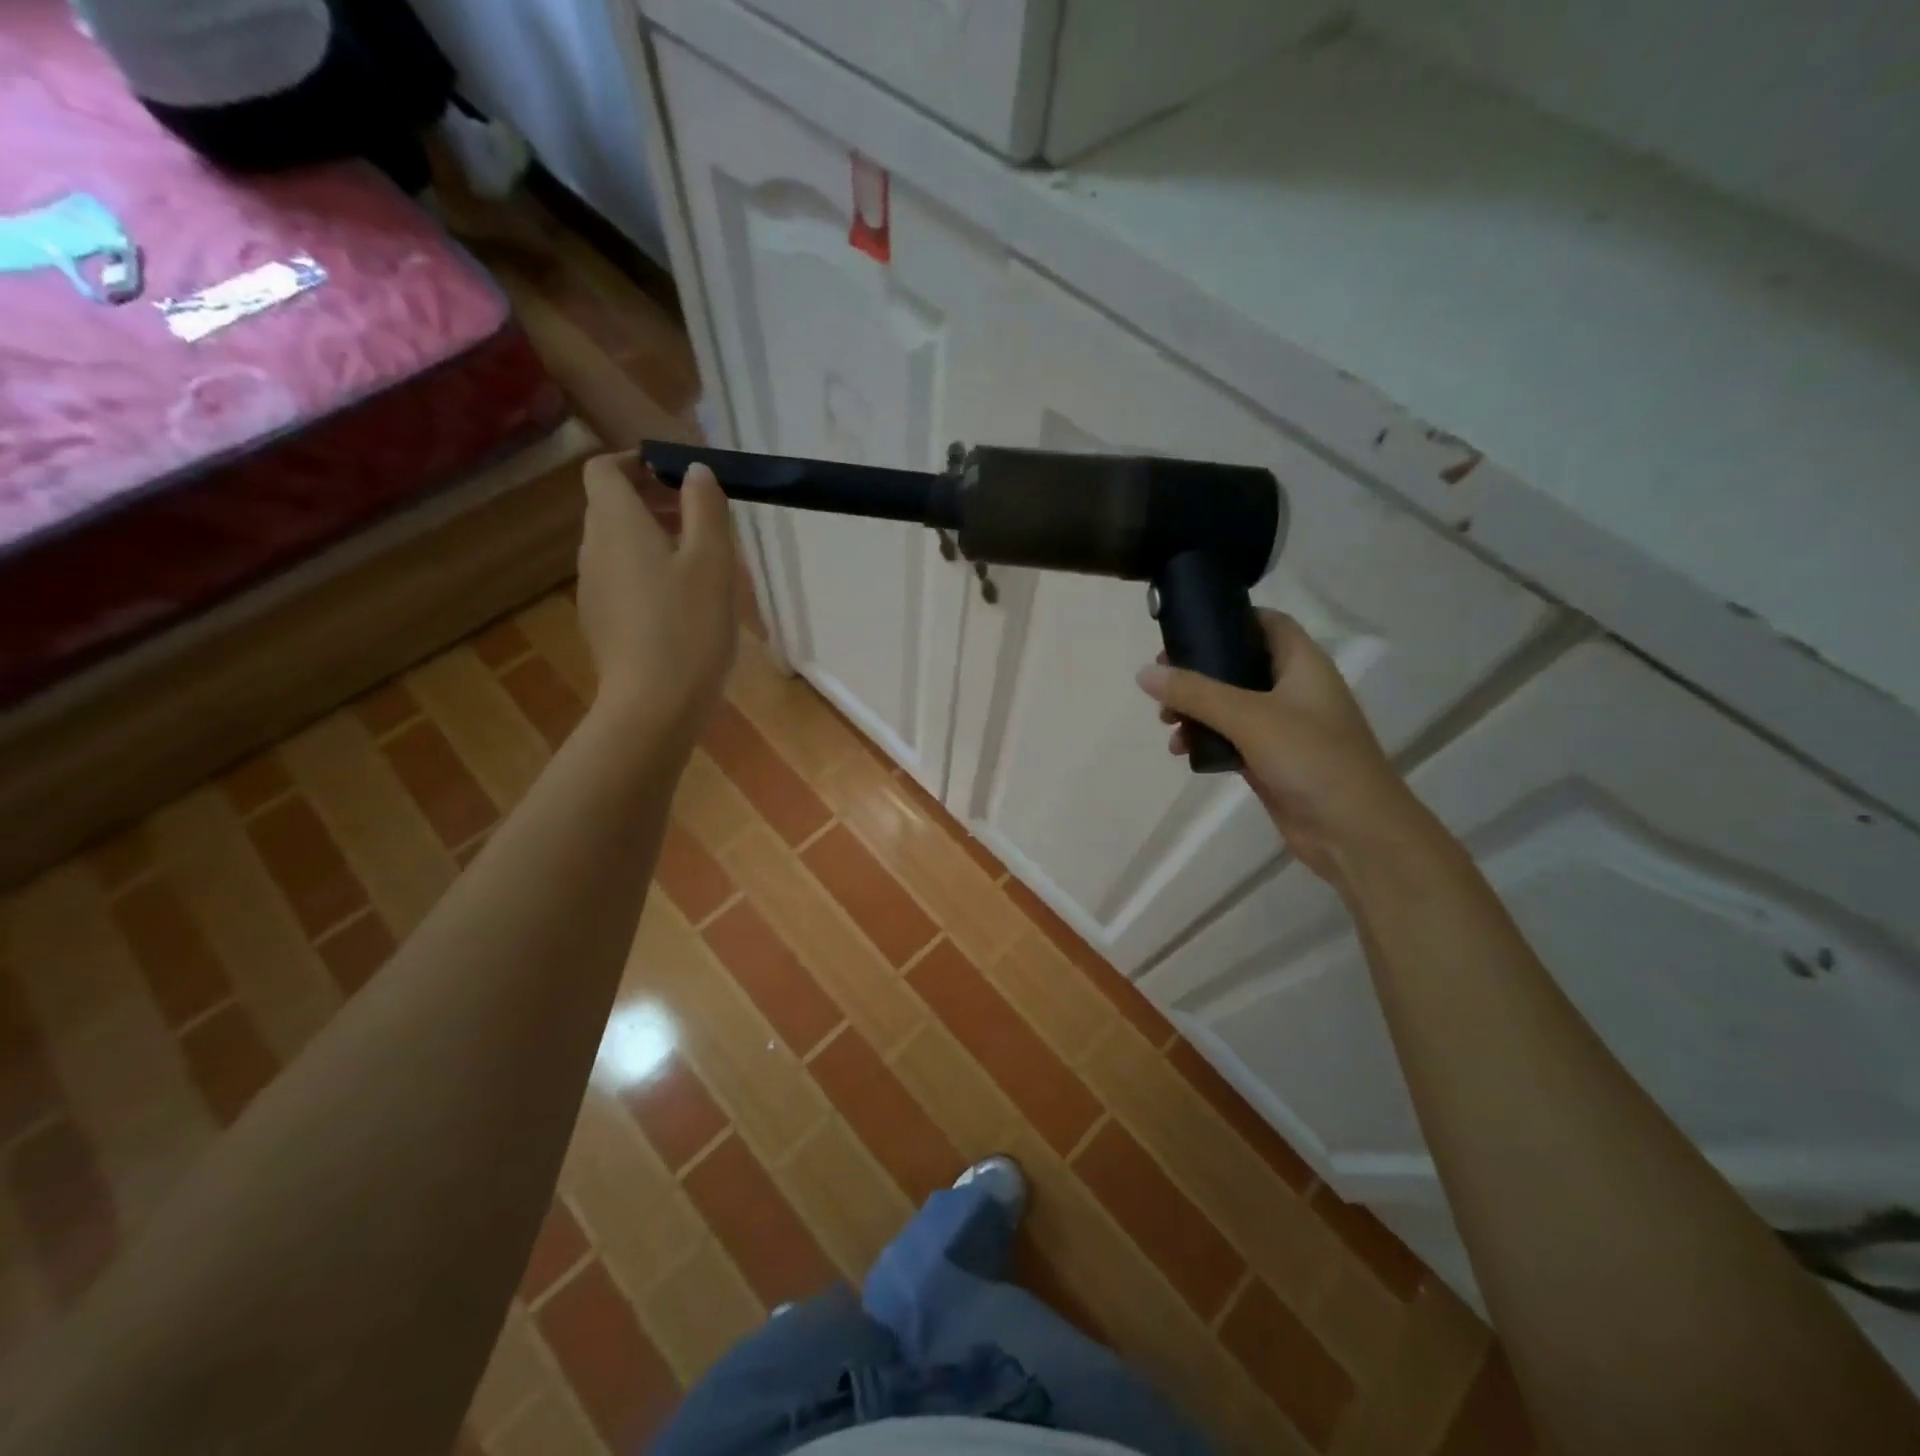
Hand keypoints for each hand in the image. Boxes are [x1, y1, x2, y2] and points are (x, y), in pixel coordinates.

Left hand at [575, 453, 737, 748]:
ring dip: (652, 537)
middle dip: (652, 500)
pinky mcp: (601, 622)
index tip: (678, 476)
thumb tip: (695, 471)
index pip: (605, 469)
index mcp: (616, 524)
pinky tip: (682, 602)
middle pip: (610, 506)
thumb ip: (705, 507)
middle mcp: (593, 549)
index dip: (637, 462)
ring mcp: (593, 589)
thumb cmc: (689, 626)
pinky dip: (647, 570)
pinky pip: (620, 578)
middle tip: (700, 516)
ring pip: (617, 545)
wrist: (654, 706)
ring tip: (700, 560)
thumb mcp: (712, 561)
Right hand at [1136, 610, 1432, 886]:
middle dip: (1198, 672)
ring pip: (1229, 706)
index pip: (1266, 623)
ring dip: (1195, 710)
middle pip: (1239, 665)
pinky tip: (1182, 752)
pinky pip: (1230, 740)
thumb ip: (1195, 693)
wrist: (1354, 833)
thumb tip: (1143, 673)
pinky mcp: (1271, 761)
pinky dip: (1205, 741)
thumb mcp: (1249, 717)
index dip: (1230, 619)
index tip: (1187, 627)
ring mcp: (1283, 728)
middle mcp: (1294, 690)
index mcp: (1303, 665)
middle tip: (1163, 682)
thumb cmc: (1311, 759)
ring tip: (1167, 724)